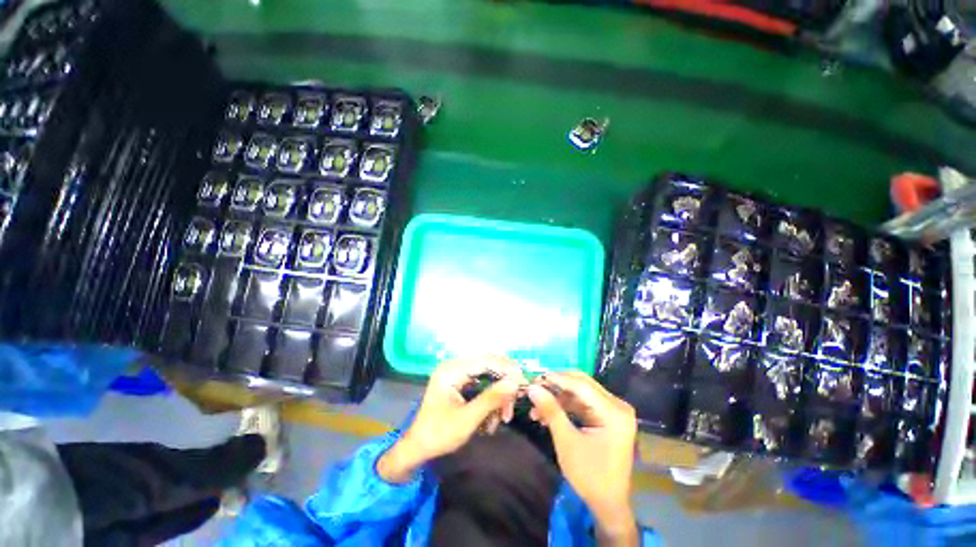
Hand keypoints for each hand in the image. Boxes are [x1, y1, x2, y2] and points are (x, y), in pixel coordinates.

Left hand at [378, 356, 524, 482]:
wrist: (417, 448)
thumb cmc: (438, 435)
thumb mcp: (467, 419)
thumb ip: (491, 399)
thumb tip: (515, 383)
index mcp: (451, 370)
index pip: (485, 360)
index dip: (506, 368)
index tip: (522, 382)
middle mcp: (455, 366)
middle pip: (489, 365)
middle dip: (503, 384)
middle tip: (514, 404)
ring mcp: (457, 374)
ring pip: (488, 375)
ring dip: (498, 395)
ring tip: (503, 418)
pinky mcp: (460, 382)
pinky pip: (483, 384)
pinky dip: (491, 399)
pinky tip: (493, 418)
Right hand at [527, 371, 638, 544]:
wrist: (608, 505)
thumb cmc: (590, 476)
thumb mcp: (567, 441)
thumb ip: (551, 410)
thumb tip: (532, 387)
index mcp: (614, 412)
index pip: (582, 386)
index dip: (557, 379)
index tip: (536, 377)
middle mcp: (617, 406)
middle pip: (582, 385)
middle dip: (557, 386)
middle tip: (535, 387)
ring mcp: (613, 411)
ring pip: (580, 394)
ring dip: (558, 399)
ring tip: (536, 408)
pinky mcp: (607, 417)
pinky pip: (583, 404)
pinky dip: (566, 407)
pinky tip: (548, 414)